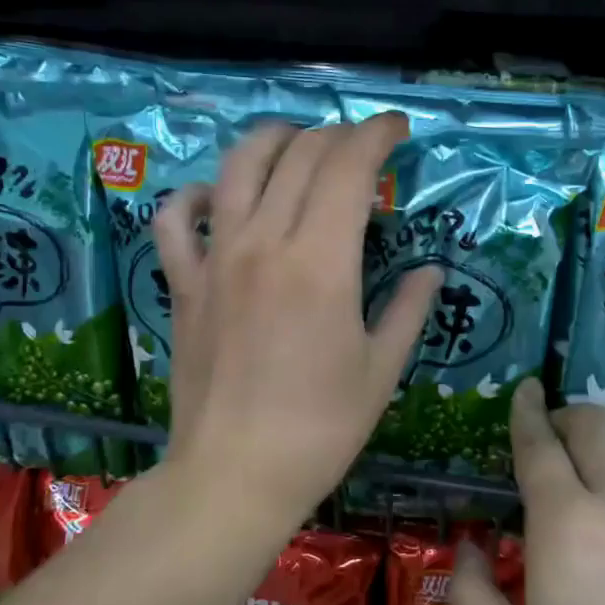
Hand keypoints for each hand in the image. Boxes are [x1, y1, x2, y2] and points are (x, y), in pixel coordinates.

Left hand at [152, 114, 439, 532]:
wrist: (234, 475)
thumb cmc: (320, 429)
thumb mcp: (381, 370)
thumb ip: (409, 309)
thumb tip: (430, 271)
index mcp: (321, 262)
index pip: (348, 167)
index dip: (375, 135)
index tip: (396, 129)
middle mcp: (264, 243)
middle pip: (300, 155)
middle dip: (337, 135)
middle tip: (361, 145)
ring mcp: (215, 260)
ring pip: (237, 168)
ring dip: (272, 140)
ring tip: (297, 142)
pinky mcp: (183, 284)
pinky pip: (173, 220)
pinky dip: (193, 196)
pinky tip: (214, 199)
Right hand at [450, 382, 604, 604]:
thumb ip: (473, 593)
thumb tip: (472, 547)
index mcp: (565, 522)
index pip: (539, 444)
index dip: (526, 411)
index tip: (523, 388)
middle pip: (592, 425)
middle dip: (562, 414)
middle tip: (539, 433)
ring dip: (596, 436)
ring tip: (573, 463)